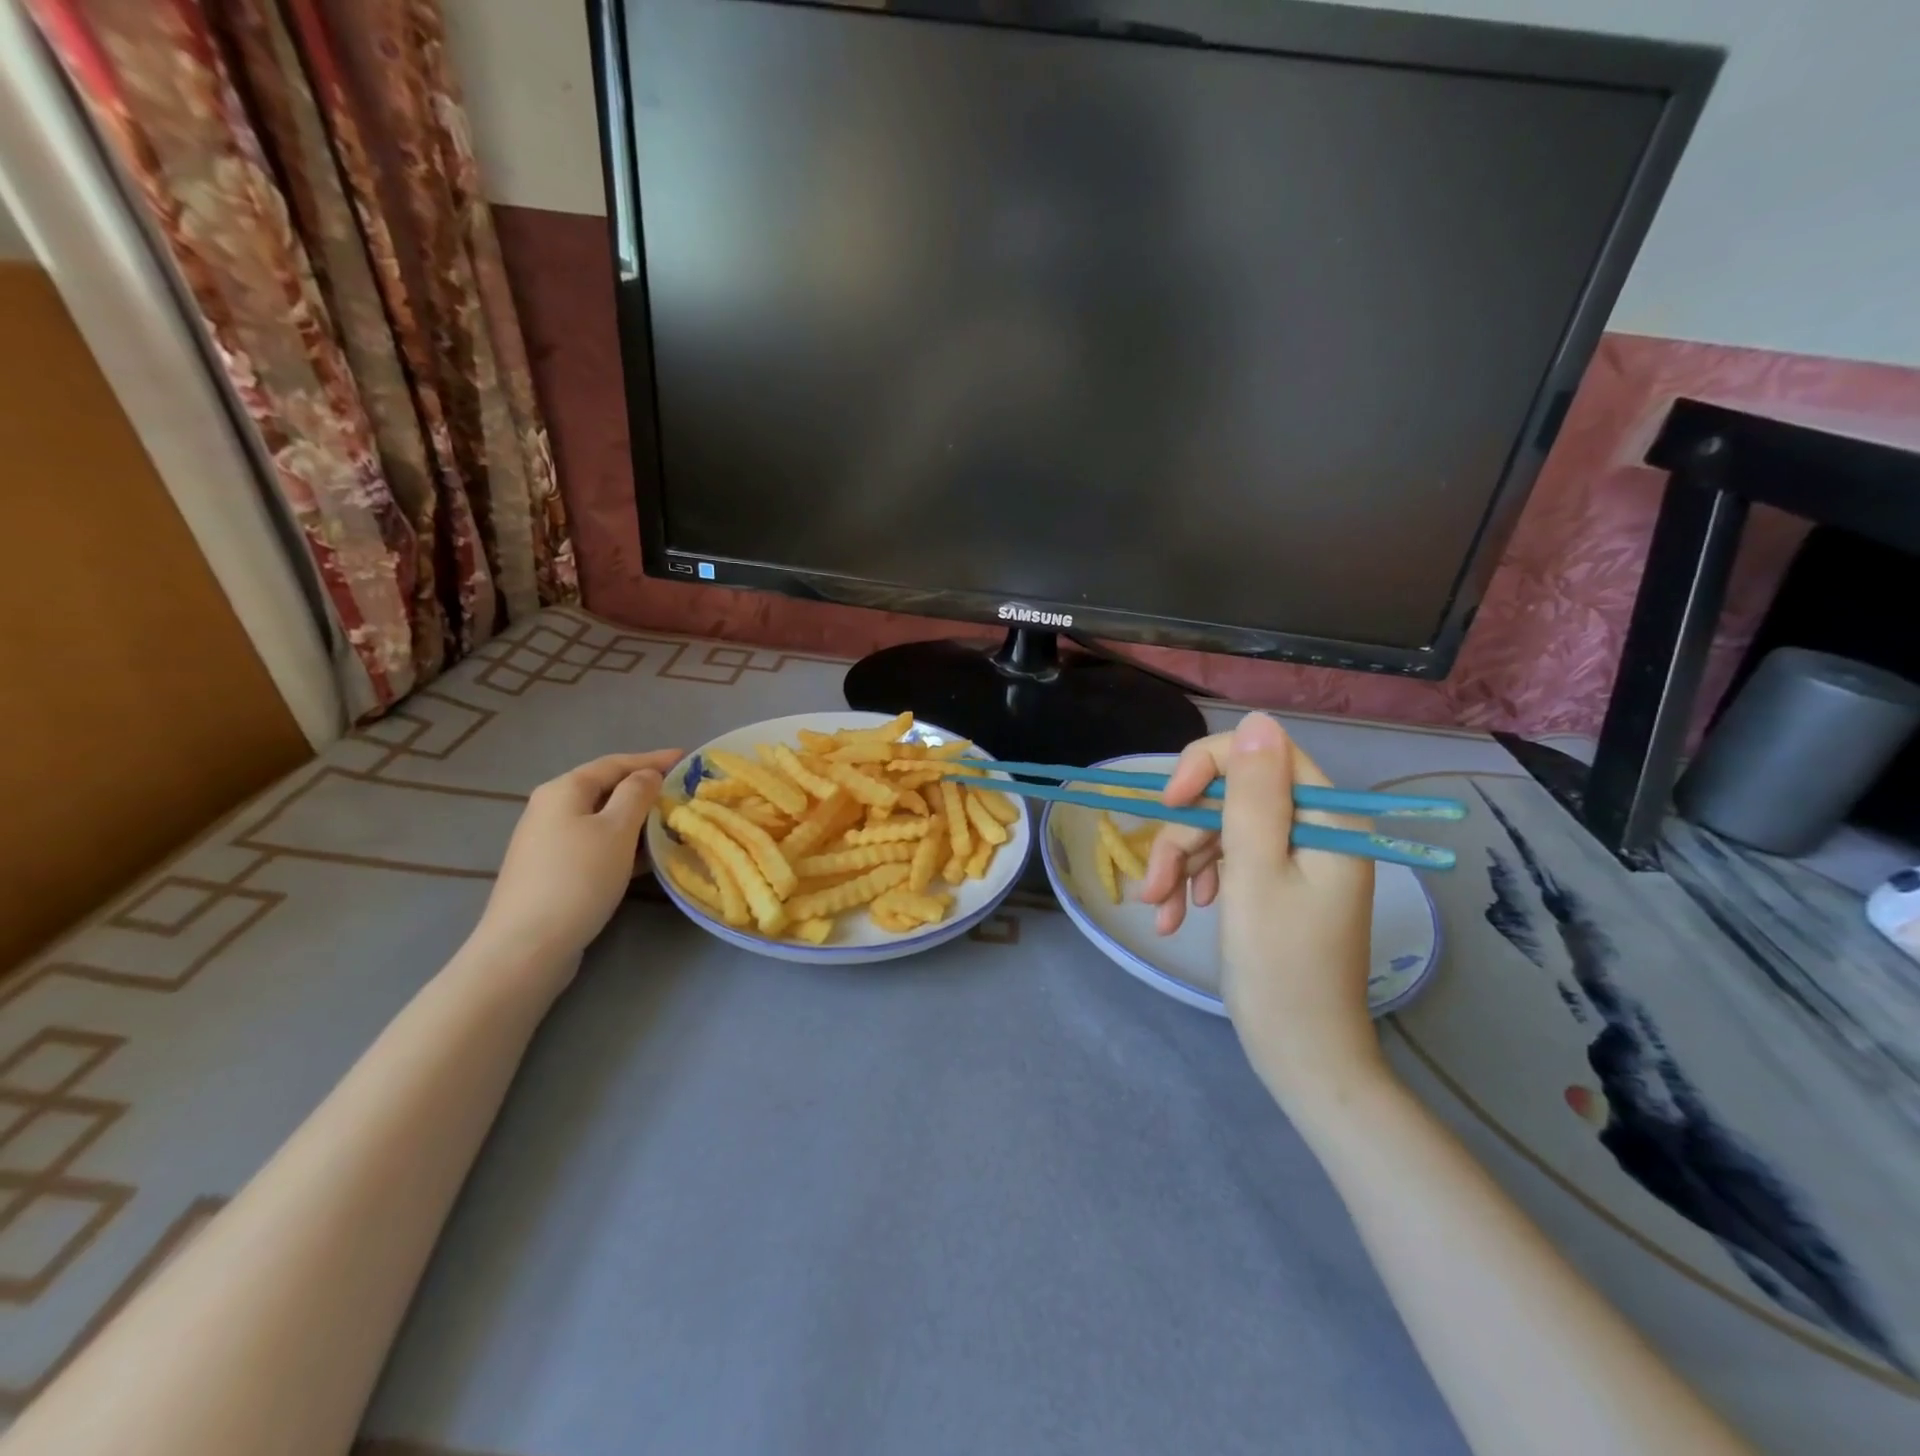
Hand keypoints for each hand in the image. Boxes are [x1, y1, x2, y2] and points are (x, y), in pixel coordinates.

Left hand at [474, 750, 681, 966]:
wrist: (527, 946)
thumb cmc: (578, 878)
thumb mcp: (617, 830)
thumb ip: (637, 794)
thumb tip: (647, 775)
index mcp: (563, 790)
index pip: (615, 763)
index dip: (653, 759)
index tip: (687, 758)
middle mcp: (550, 809)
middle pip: (606, 789)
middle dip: (645, 789)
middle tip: (682, 792)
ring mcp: (548, 841)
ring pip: (602, 819)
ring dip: (637, 819)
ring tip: (672, 823)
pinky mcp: (552, 871)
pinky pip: (596, 843)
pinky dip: (623, 843)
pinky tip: (646, 857)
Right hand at [1140, 713, 1386, 1107]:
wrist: (1300, 1053)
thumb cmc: (1279, 964)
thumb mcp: (1255, 872)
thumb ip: (1252, 794)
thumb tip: (1255, 721)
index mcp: (1326, 817)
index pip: (1261, 755)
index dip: (1206, 769)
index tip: (1168, 804)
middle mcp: (1314, 829)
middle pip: (1232, 798)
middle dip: (1184, 836)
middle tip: (1154, 883)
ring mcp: (1295, 859)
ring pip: (1220, 831)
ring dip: (1180, 865)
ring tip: (1157, 909)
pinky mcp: (1277, 885)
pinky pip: (1228, 862)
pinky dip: (1196, 884)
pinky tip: (1174, 916)